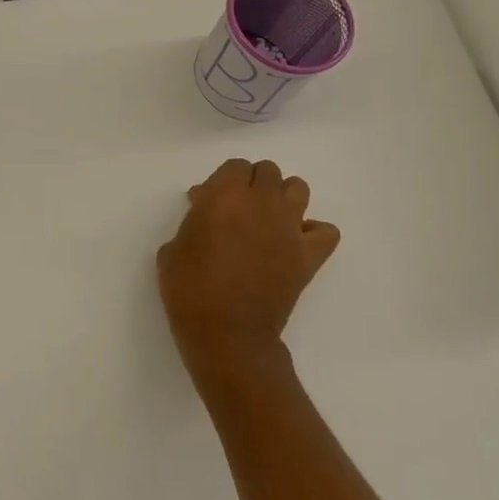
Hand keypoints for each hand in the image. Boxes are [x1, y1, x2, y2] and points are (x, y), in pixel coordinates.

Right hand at [156, 159, 340, 392]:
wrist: (226, 334)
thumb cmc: (190, 290)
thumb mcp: (173, 249)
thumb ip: (192, 221)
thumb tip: (206, 210)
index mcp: (224, 196)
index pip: (235, 166)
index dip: (223, 180)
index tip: (210, 201)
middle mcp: (261, 203)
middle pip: (268, 171)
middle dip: (252, 184)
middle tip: (238, 209)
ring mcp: (290, 228)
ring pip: (298, 188)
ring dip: (283, 198)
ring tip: (268, 219)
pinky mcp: (308, 255)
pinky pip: (326, 231)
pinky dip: (313, 232)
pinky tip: (296, 243)